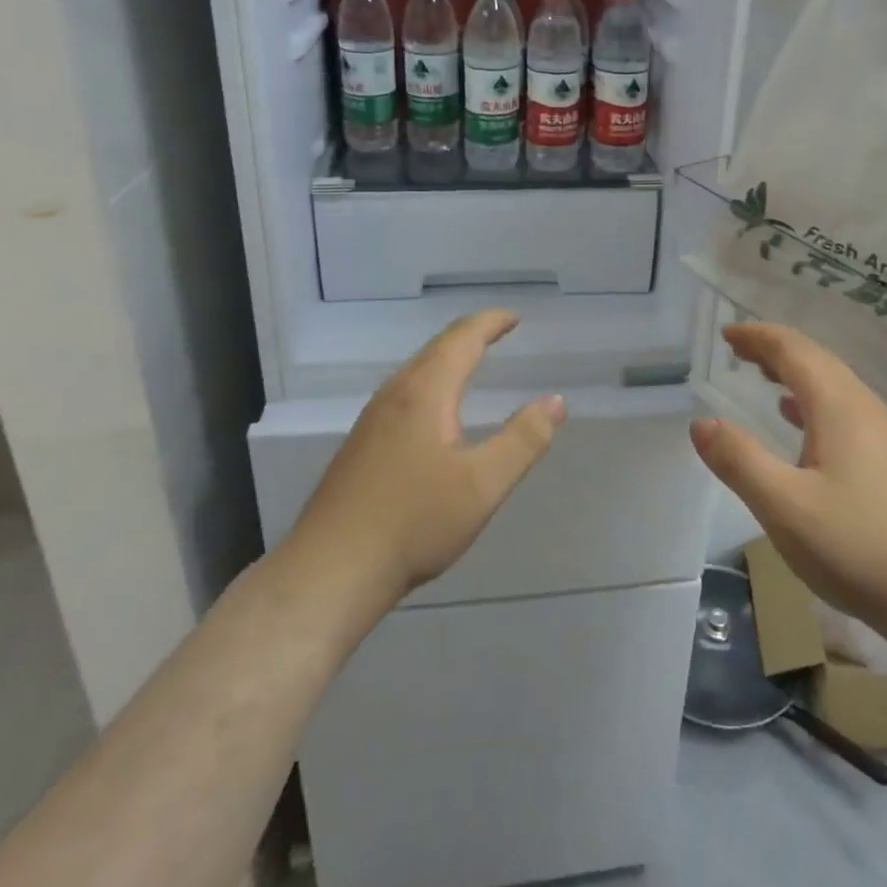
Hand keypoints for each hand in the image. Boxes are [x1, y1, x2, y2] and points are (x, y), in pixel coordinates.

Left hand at [287, 310, 565, 610]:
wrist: (331, 570)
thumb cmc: (414, 522)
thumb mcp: (483, 485)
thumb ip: (523, 440)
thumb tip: (555, 400)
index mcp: (425, 392)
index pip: (461, 339)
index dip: (490, 323)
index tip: (514, 317)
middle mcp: (395, 394)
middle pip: (436, 349)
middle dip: (470, 335)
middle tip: (498, 331)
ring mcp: (372, 419)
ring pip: (416, 370)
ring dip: (447, 357)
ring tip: (471, 360)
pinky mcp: (361, 444)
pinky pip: (404, 392)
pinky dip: (431, 380)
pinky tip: (433, 409)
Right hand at [689, 323, 886, 653]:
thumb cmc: (859, 545)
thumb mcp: (784, 506)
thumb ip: (739, 461)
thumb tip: (700, 423)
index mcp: (839, 406)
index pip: (793, 350)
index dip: (758, 337)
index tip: (726, 333)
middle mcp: (863, 408)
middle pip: (815, 361)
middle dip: (774, 349)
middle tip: (736, 349)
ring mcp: (882, 435)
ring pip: (831, 385)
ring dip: (793, 373)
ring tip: (761, 374)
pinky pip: (841, 410)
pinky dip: (810, 401)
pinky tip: (798, 421)